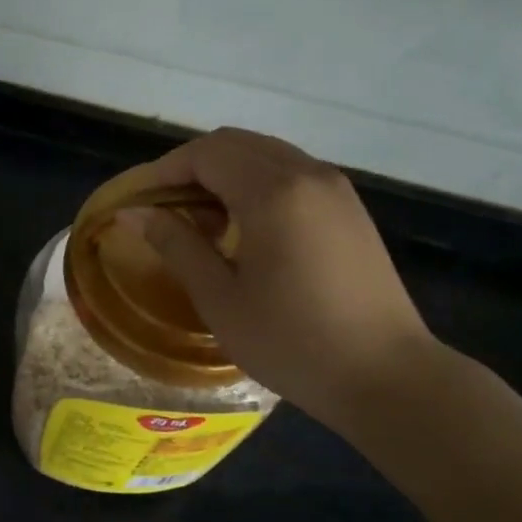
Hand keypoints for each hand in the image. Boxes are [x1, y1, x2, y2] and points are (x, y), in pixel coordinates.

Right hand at [130, 128, 436, 428]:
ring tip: (201, 221)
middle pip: (235, 144)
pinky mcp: (349, 208)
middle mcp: (307, 173)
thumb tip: (134, 214)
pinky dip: (256, 184)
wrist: (388, 377)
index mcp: (273, 192)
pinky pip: (290, 173)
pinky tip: (245, 229)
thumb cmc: (293, 342)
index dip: (163, 171)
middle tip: (163, 208)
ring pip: (264, 155)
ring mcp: (335, 188)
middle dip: (191, 167)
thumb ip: (176, 245)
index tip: (136, 201)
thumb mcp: (220, 298)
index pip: (205, 154)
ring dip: (224, 174)